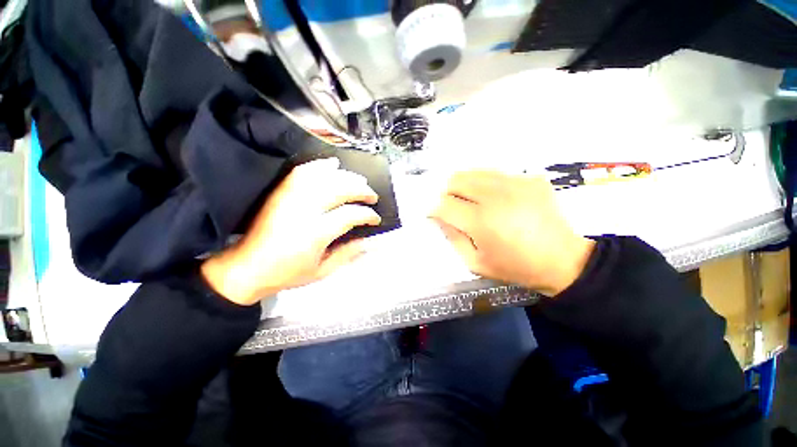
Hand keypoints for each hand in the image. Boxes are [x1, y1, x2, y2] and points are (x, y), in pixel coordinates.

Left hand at [201, 158, 380, 304]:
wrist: (246, 267)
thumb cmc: (287, 273)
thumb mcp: (322, 271)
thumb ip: (348, 254)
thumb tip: (372, 242)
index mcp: (315, 233)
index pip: (350, 215)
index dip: (368, 215)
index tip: (375, 219)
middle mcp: (304, 210)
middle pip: (340, 189)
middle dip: (362, 190)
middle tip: (372, 196)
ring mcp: (290, 197)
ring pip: (324, 177)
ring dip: (346, 176)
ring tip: (360, 181)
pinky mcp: (281, 191)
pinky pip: (302, 171)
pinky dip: (320, 165)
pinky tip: (332, 164)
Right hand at [431, 170, 593, 296]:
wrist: (562, 260)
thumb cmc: (515, 266)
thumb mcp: (475, 262)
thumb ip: (453, 237)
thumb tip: (440, 217)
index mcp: (481, 221)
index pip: (444, 204)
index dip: (435, 209)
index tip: (436, 215)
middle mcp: (495, 196)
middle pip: (455, 180)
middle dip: (447, 194)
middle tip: (454, 208)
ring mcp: (515, 183)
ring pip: (473, 172)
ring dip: (465, 186)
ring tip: (472, 201)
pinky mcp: (529, 178)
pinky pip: (495, 174)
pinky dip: (486, 184)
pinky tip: (495, 199)